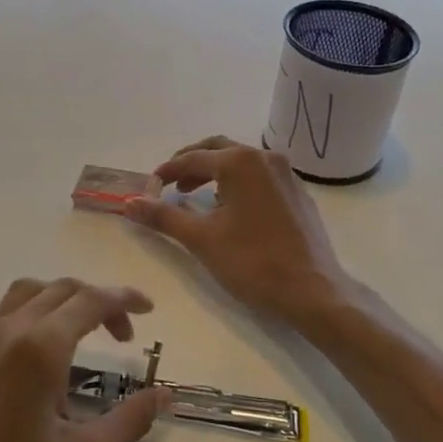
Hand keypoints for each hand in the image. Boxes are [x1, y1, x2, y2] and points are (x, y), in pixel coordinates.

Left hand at [0, 278, 164, 441]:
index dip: (124, 300)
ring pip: (28, 294)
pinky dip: (32, 312)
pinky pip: (2, 313)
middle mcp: (5, 331)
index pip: (91, 301)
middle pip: (60, 290)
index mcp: (38, 348)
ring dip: (62, 301)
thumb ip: (132, 418)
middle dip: (99, 302)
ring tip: (85, 333)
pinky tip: (42, 353)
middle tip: (124, 336)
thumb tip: (163, 393)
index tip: (149, 310)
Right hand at [125, 137, 349, 327]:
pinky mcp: (298, 194)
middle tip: (171, 184)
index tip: (150, 185)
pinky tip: (230, 209)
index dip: (168, 171)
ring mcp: (287, 175)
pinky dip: (238, 184)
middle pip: (219, 150)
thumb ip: (164, 217)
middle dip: (192, 164)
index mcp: (241, 163)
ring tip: (194, 197)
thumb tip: (130, 202)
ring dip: (215, 173)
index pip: (193, 158)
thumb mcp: (201, 239)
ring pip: (242, 163)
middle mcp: (266, 159)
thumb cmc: (253, 262)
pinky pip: (260, 178)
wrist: (312, 291)